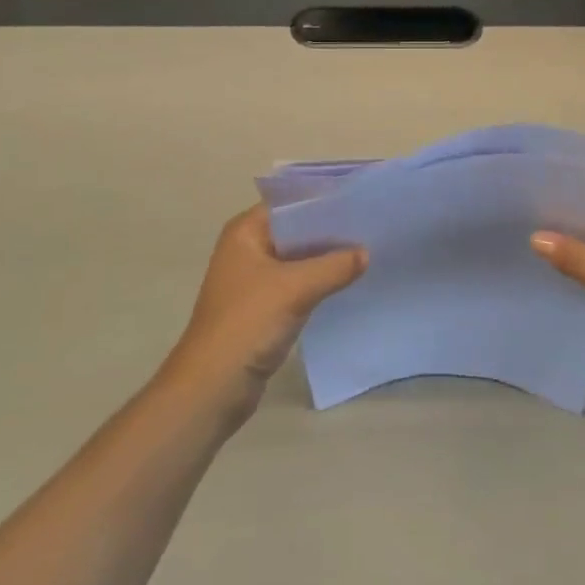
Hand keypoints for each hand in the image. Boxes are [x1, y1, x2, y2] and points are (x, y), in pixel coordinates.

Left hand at [162, 206, 365, 423]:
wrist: (213, 387)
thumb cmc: (248, 323)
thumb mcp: (295, 288)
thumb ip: (334, 266)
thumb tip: (366, 253)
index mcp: (245, 232)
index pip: (290, 202)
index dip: (323, 199)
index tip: (359, 197)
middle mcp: (248, 248)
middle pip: (296, 229)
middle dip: (330, 229)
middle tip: (371, 223)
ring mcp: (255, 279)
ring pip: (299, 258)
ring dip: (327, 257)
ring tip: (368, 249)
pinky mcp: (264, 306)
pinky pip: (298, 283)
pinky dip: (320, 281)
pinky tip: (349, 281)